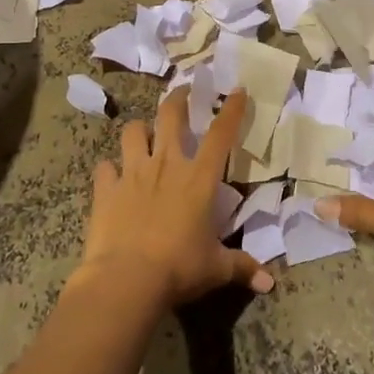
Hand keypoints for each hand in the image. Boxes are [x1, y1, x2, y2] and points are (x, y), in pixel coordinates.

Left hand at [77, 87, 274, 306]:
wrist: (126, 280)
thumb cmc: (179, 268)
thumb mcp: (216, 268)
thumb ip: (242, 267)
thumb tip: (269, 283)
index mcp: (199, 178)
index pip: (221, 134)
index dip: (232, 109)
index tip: (237, 90)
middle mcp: (167, 165)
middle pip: (171, 116)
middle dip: (178, 98)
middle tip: (184, 91)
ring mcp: (133, 173)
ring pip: (133, 132)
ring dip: (140, 129)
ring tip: (143, 133)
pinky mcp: (106, 189)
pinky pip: (105, 168)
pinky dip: (109, 170)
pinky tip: (111, 176)